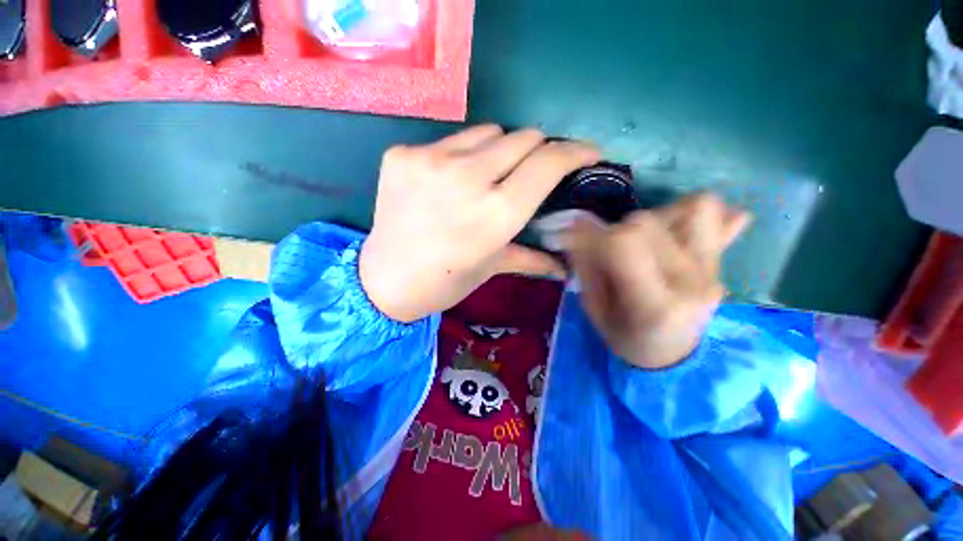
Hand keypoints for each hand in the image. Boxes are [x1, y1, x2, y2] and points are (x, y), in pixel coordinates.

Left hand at [360, 125, 599, 321]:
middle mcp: (468, 180)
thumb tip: (565, 267)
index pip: (548, 162)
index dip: (574, 152)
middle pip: (523, 137)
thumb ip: (532, 257)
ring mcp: (430, 161)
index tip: (586, 153)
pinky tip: (448, 180)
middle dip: (537, 150)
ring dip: (498, 149)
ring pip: (488, 131)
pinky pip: (450, 140)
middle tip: (531, 170)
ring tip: (486, 175)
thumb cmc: (445, 281)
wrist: (385, 280)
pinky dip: (461, 155)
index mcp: (496, 214)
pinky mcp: (403, 154)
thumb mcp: (492, 267)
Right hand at [561, 194, 750, 368]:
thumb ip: (585, 265)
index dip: (593, 235)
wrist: (670, 356)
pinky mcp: (719, 263)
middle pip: (647, 223)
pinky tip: (674, 226)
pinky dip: (690, 212)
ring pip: (689, 209)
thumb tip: (576, 223)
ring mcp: (711, 270)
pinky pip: (715, 217)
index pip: (623, 244)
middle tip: (610, 250)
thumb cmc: (624, 337)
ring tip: (643, 239)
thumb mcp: (594, 308)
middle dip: (616, 229)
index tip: (576, 238)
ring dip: (655, 216)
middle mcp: (690, 281)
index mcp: (654, 304)